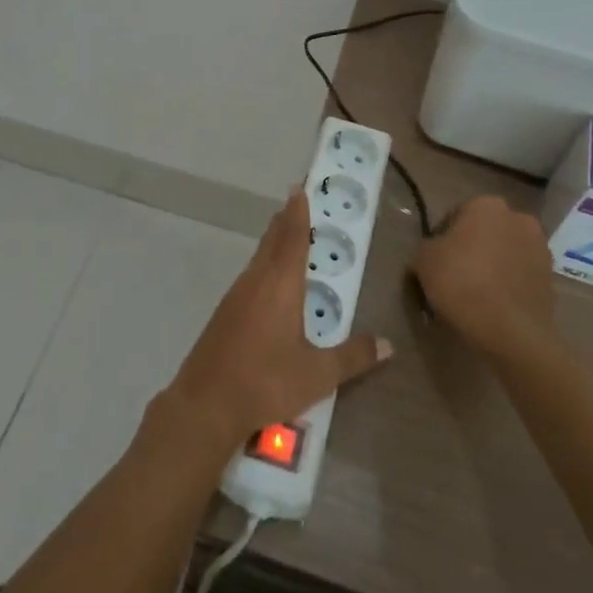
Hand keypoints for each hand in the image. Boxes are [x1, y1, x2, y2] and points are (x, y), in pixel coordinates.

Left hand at [166, 191, 391, 445]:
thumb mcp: (318, 374)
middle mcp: (256, 282)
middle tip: (294, 202)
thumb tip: (388, 344)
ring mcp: (235, 297)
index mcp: (281, 285)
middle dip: (284, 221)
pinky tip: (266, 282)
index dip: (298, 213)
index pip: (293, 239)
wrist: (205, 404)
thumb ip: (353, 357)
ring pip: (258, 259)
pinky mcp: (223, 314)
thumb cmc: (266, 382)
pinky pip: (249, 277)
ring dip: (272, 243)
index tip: (298, 188)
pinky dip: (262, 266)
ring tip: (284, 235)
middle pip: (272, 242)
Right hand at [411, 196, 555, 358]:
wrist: (510, 329)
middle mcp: (518, 218)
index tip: (434, 262)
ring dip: (492, 265)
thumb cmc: (461, 282)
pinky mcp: (551, 277)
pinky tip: (493, 305)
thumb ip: (426, 248)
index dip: (441, 238)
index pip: (455, 216)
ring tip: (475, 294)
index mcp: (486, 205)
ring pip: (504, 253)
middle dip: (471, 249)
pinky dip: (508, 284)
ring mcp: (540, 248)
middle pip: (484, 232)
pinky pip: (520, 275)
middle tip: (454, 276)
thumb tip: (432, 254)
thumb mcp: (423, 260)